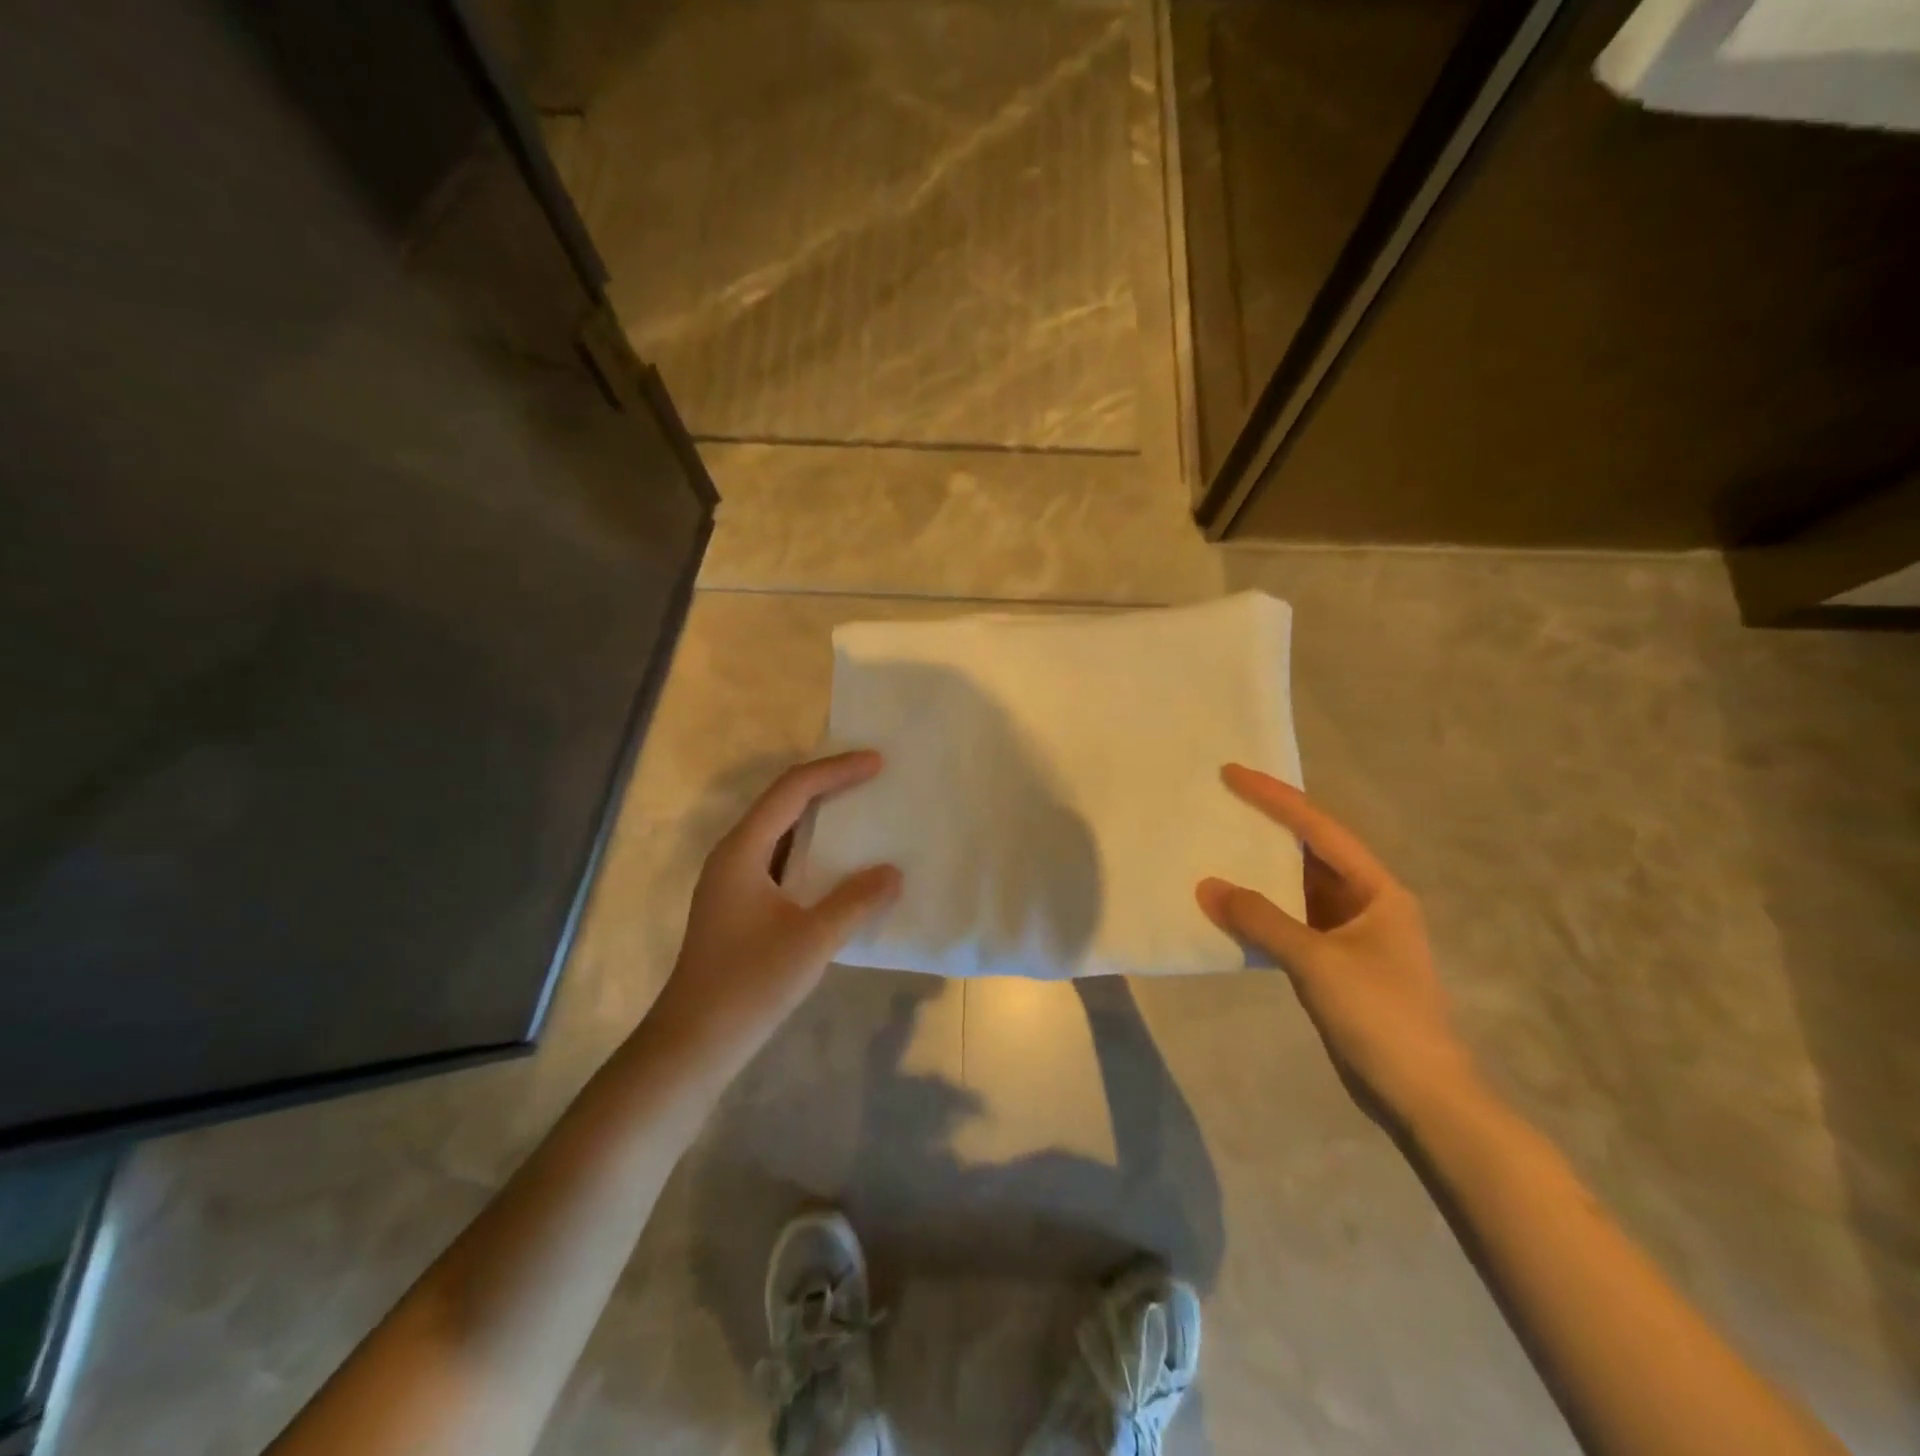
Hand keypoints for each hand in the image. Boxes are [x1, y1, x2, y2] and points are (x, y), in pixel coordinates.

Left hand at [647, 752, 900, 1068]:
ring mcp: (733, 881)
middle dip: (828, 784)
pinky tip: (838, 865)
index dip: (836, 770)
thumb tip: (893, 872)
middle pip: (783, 802)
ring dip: (820, 817)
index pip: (792, 790)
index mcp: (742, 851)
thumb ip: (855, 901)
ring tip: (861, 810)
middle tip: (872, 776)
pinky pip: (781, 859)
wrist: (694, 1043)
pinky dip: (812, 851)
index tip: (876, 762)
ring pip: (781, 831)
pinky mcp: (739, 905)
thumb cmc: (749, 985)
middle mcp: (733, 855)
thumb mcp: (812, 940)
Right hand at [1196, 764, 1474, 1114]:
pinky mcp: (1335, 965)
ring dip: (1261, 872)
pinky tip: (1230, 907)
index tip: (1233, 773)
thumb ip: (1260, 920)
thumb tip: (1206, 886)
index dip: (1275, 798)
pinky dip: (1261, 912)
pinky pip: (1290, 923)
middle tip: (1220, 803)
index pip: (1319, 829)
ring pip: (1297, 889)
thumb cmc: (1382, 1017)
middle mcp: (1366, 903)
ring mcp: (1350, 936)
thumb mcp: (1318, 962)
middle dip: (1267, 827)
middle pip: (1310, 852)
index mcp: (1377, 889)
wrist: (1423, 1098)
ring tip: (1216, 846)